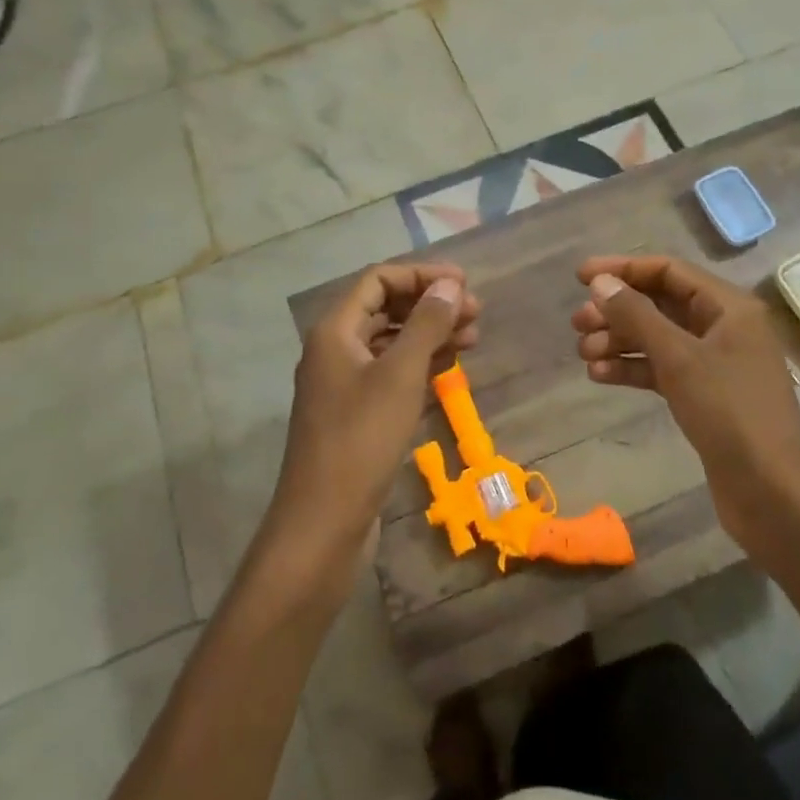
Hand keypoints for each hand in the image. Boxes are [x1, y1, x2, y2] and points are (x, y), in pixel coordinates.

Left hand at [270, 263, 480, 568]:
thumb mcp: (400, 375)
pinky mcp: (356, 414)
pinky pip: (391, 374)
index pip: (378, 280)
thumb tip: (450, 284)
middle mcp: (335, 350)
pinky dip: (420, 365)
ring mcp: (344, 384)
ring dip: (430, 335)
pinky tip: (449, 368)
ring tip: (472, 338)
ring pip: (391, 343)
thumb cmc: (360, 440)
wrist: (323, 524)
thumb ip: (425, 324)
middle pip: (386, 309)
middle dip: (430, 305)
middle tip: (476, 312)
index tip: (463, 283)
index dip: (421, 275)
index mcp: (335, 330)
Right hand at [572, 255, 799, 551]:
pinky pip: (662, 370)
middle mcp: (723, 328)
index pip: (669, 271)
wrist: (776, 495)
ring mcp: (714, 365)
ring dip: (620, 341)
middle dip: (617, 310)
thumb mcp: (679, 358)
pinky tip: (600, 375)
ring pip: (658, 339)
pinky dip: (632, 369)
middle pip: (661, 304)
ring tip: (583, 353)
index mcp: (729, 307)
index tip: (580, 277)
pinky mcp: (704, 397)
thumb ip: (637, 315)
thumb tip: (599, 282)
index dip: (623, 269)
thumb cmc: (731, 413)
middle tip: (577, 323)